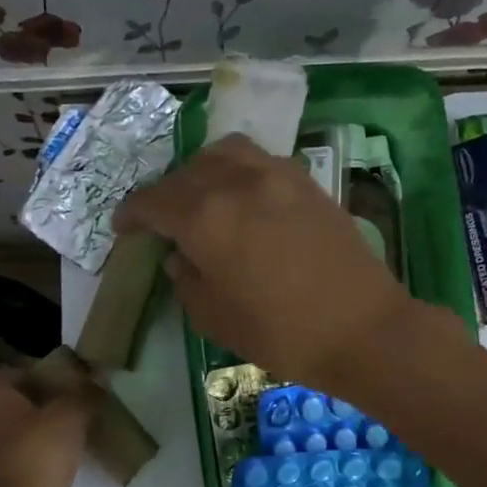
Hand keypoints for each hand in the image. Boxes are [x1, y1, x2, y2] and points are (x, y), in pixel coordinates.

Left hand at [0, 368, 88, 486]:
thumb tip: (96, 378)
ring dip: (25, 434)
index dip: (20, 376)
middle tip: (60, 408)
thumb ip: (84, 392)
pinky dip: (24, 458)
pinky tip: (54, 464)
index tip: (51, 385)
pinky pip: (5, 459)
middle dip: (25, 405)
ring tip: (61, 437)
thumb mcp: (72, 413)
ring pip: (0, 433)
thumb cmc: (40, 451)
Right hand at [115, 135, 424, 394]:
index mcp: (205, 217)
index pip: (153, 202)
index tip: (123, 229)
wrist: (362, 329)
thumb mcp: (214, 318)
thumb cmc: (280, 333)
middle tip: (161, 221)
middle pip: (186, 173)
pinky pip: (260, 163)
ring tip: (202, 198)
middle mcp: (237, 183)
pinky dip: (239, 173)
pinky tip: (243, 201)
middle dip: (165, 194)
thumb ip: (186, 280)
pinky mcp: (308, 183)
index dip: (132, 214)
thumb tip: (179, 256)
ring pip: (225, 153)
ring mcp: (277, 176)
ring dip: (202, 171)